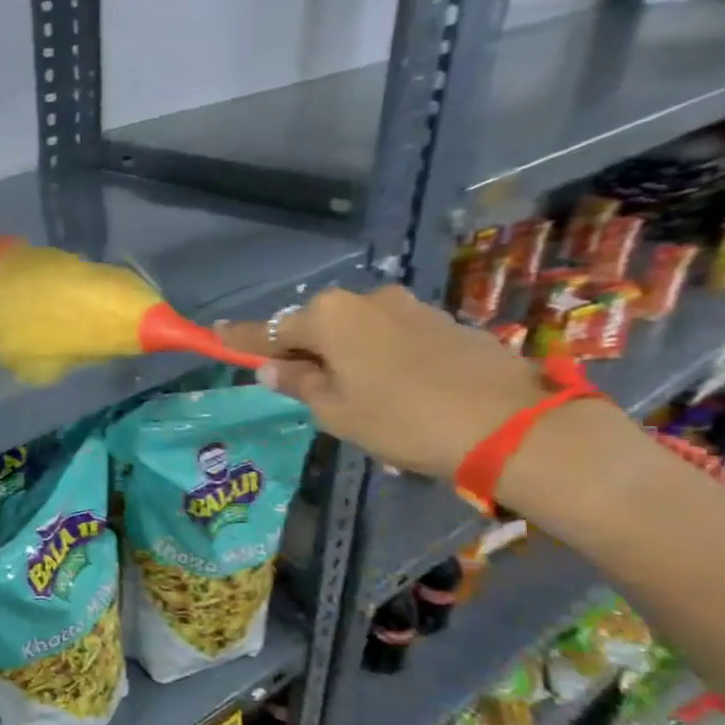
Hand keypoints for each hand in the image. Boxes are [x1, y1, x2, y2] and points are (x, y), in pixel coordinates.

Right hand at [218, 287, 550, 479]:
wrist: (508, 424)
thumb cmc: (402, 419)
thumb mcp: (336, 411)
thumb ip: (299, 385)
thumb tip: (272, 369)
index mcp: (330, 317)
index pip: (270, 329)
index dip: (241, 337)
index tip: (215, 332)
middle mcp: (366, 299)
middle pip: (316, 325)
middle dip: (301, 350)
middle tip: (296, 386)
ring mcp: (409, 307)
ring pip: (356, 331)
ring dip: (342, 355)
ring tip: (351, 397)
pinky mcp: (443, 321)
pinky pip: (390, 337)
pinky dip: (377, 356)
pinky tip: (391, 389)